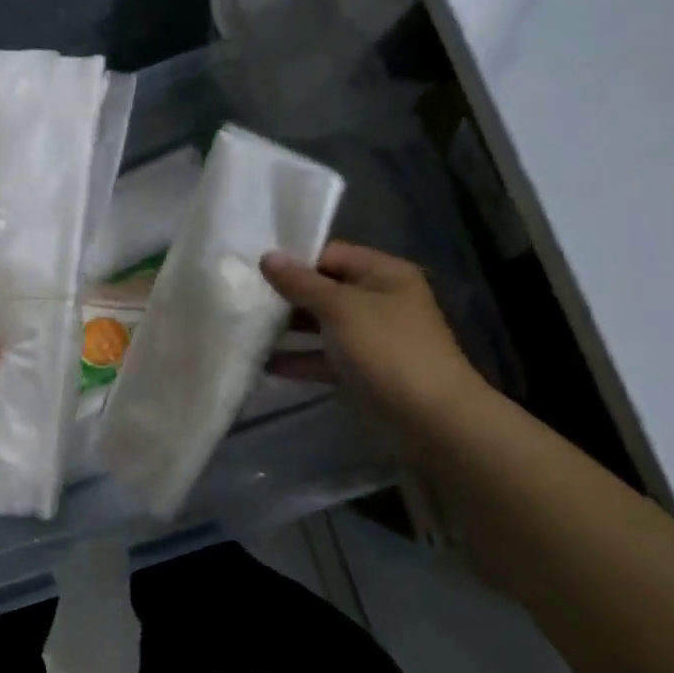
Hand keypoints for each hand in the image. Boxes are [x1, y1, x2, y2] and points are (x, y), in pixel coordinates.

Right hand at [260, 241, 483, 426]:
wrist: (431, 418)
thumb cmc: (387, 349)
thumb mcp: (340, 307)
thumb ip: (300, 282)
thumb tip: (266, 257)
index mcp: (382, 273)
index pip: (329, 254)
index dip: (292, 260)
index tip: (252, 268)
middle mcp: (377, 299)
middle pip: (322, 289)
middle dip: (284, 295)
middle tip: (242, 297)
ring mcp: (369, 336)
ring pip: (319, 324)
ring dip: (286, 328)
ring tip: (245, 329)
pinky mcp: (361, 369)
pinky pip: (323, 356)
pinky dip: (298, 358)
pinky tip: (265, 363)